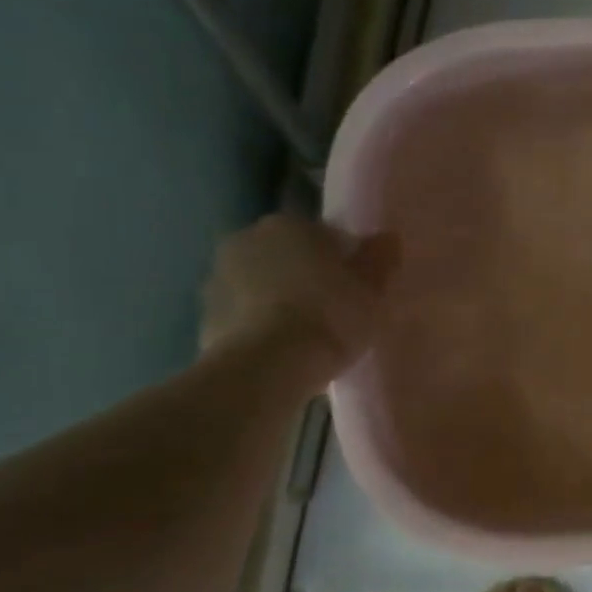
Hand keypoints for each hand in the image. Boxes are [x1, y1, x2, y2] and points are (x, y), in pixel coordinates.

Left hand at [200, 214, 395, 378]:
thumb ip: (379, 259)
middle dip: (306, 274)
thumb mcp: (371, 290)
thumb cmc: (329, 316)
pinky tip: (283, 349)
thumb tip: (387, 238)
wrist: (267, 367)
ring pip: (261, 283)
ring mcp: (217, 277)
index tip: (357, 284)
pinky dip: (259, 323)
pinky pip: (243, 313)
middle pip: (287, 254)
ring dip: (279, 297)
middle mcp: (246, 239)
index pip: (323, 233)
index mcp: (289, 224)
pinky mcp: (204, 316)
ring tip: (307, 332)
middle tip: (334, 306)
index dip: (343, 258)